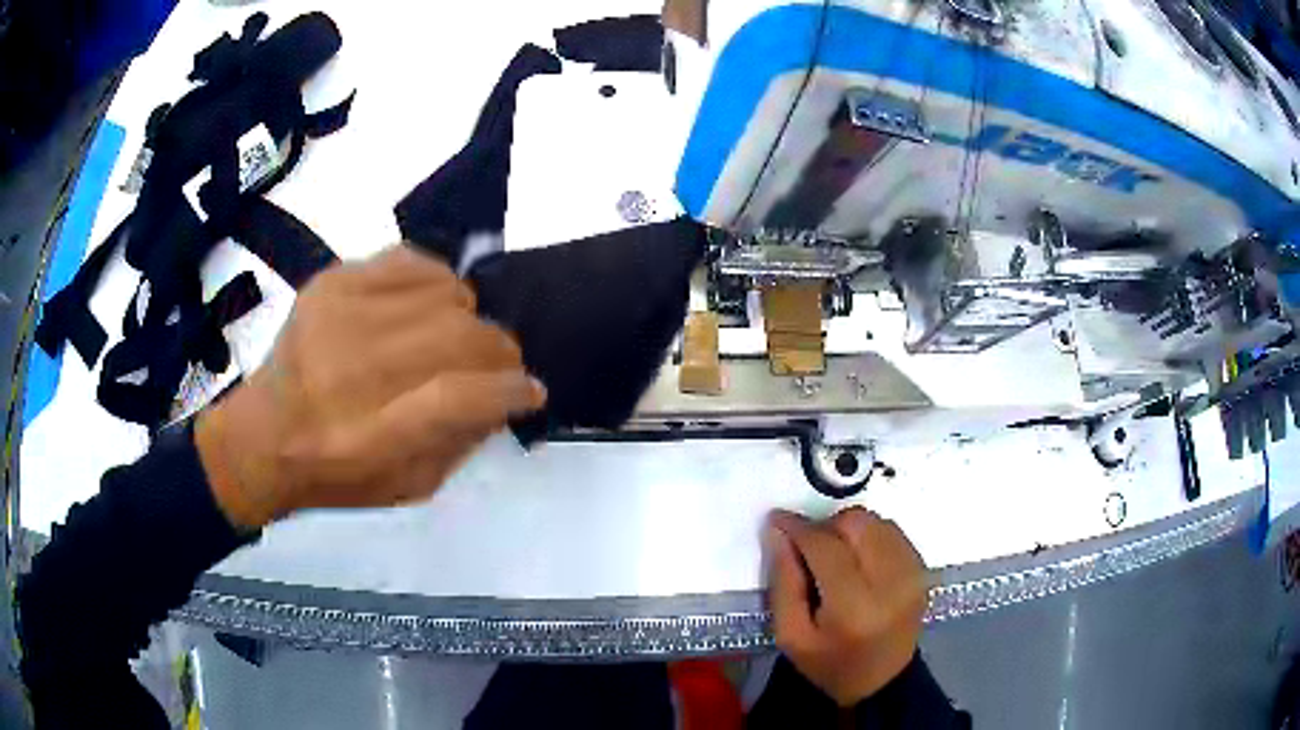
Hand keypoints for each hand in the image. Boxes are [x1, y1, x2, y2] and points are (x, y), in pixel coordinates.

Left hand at [196, 246, 545, 528]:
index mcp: (367, 439)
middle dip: (499, 352)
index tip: (531, 390)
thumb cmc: (337, 475)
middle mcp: (348, 372)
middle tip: (499, 367)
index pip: (458, 398)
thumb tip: (505, 393)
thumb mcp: (407, 486)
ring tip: (457, 339)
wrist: (262, 438)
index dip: (509, 389)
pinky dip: (438, 281)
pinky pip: (411, 260)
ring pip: (443, 294)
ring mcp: (336, 316)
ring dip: (468, 318)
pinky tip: (430, 306)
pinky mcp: (330, 283)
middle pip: (456, 337)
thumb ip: (461, 440)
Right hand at [765, 507, 928, 706]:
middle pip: (857, 523)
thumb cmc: (829, 663)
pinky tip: (858, 560)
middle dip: (826, 526)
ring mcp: (913, 573)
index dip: (799, 527)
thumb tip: (778, 532)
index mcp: (854, 607)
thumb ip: (783, 582)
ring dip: (849, 528)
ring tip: (834, 555)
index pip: (826, 547)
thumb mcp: (791, 635)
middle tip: (809, 547)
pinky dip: (870, 536)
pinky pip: (892, 531)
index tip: (777, 519)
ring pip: (876, 522)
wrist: (882, 681)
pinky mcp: (923, 569)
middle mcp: (892, 582)